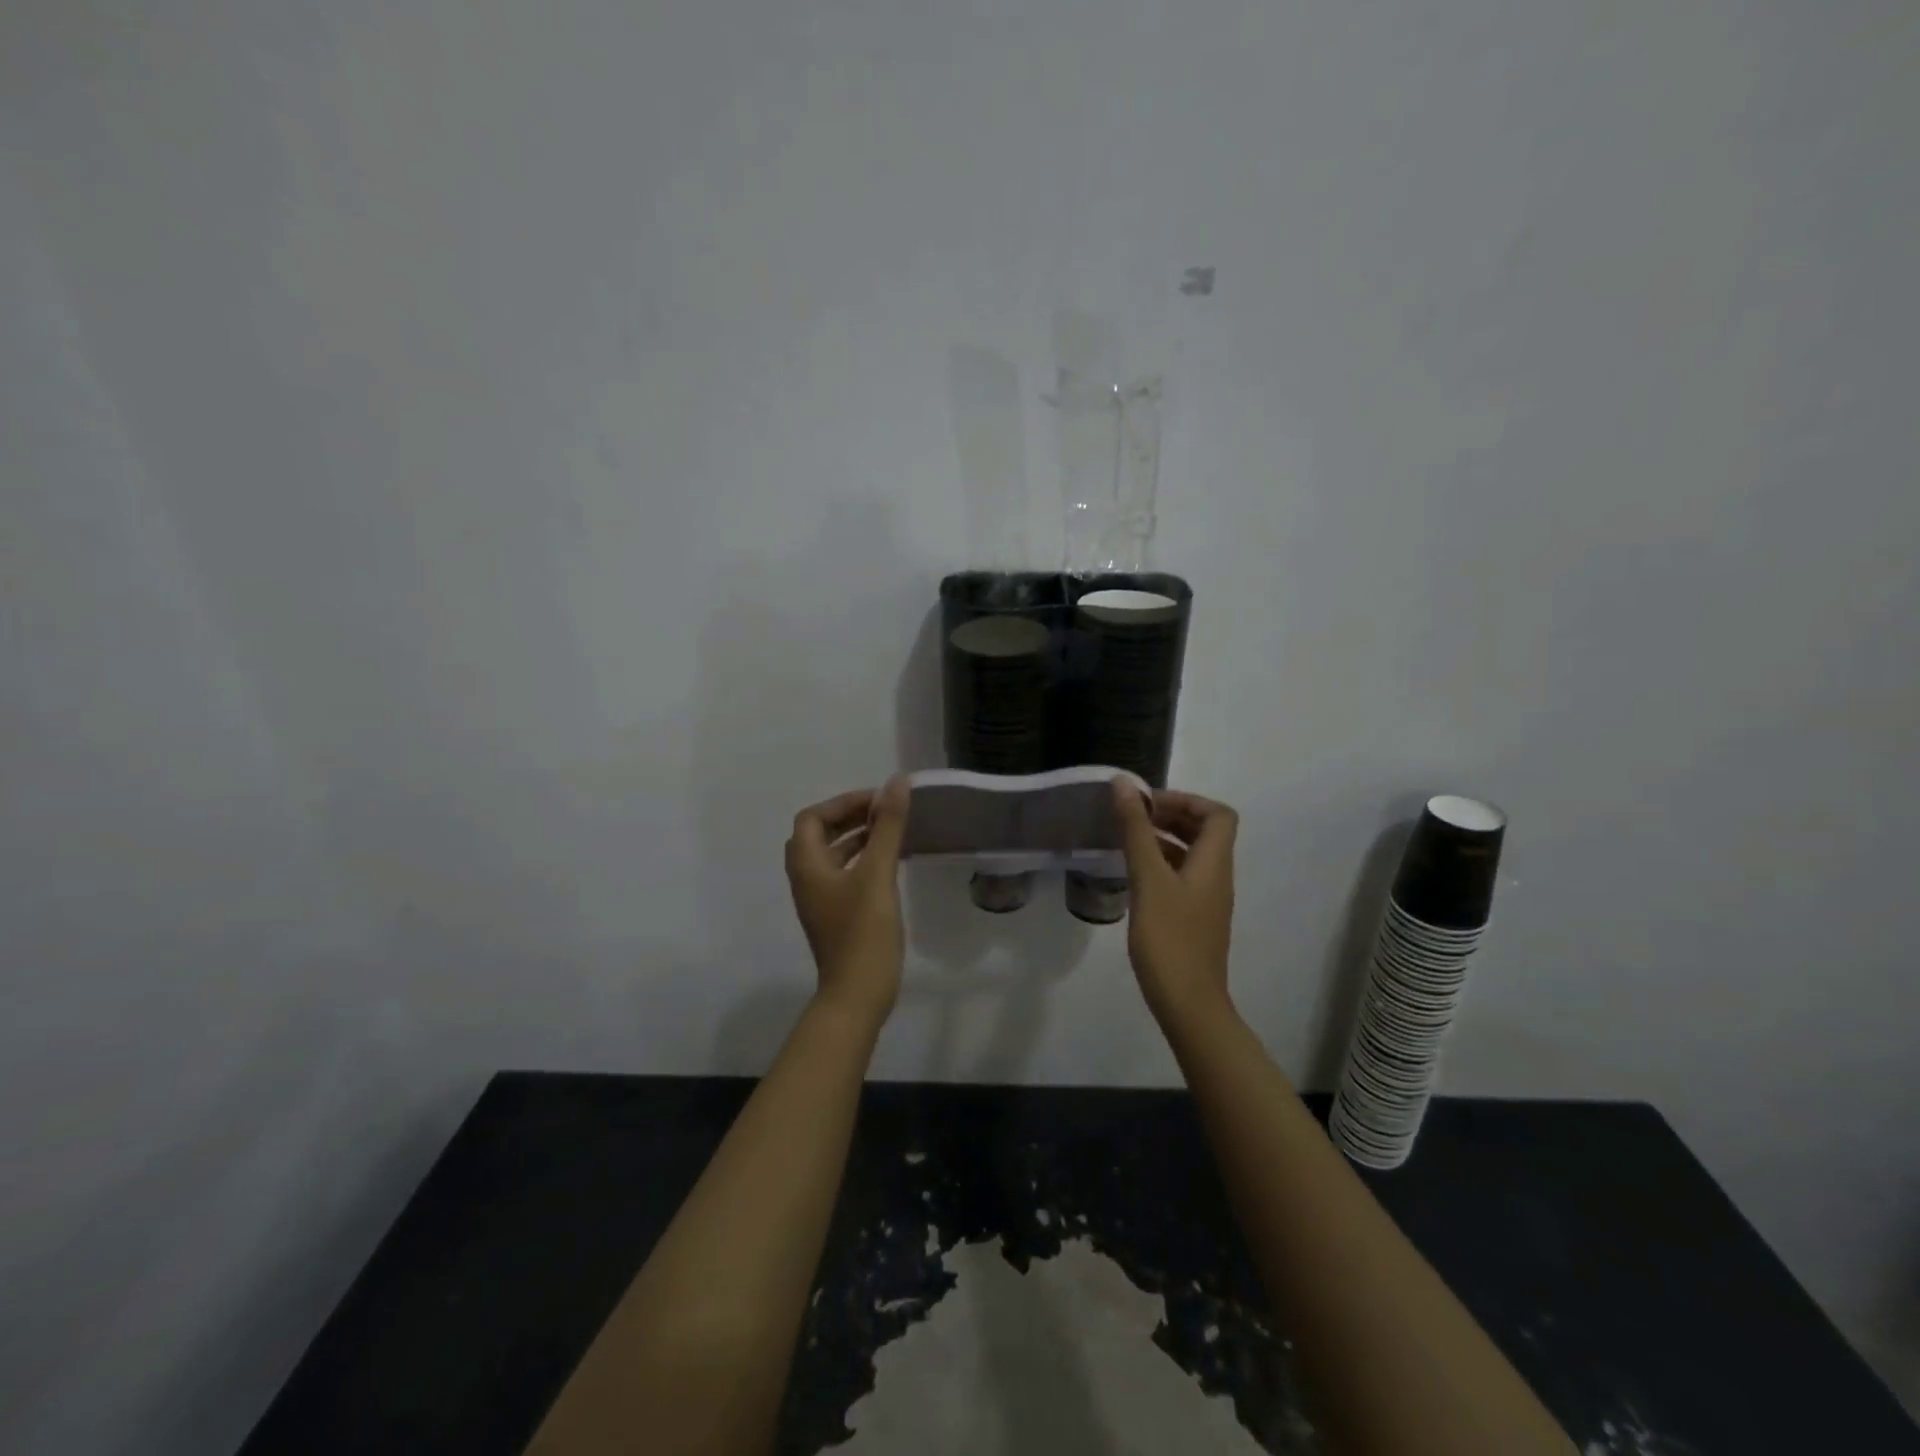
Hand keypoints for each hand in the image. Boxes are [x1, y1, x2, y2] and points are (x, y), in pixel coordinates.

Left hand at [785, 779, 909, 1025]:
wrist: (858, 994)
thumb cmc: (863, 932)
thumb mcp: (878, 874)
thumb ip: (887, 827)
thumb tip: (896, 783)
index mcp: (807, 866)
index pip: (812, 818)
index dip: (842, 803)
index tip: (878, 801)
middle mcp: (806, 879)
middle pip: (819, 834)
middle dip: (850, 817)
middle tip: (885, 812)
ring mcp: (819, 899)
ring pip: (832, 855)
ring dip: (857, 837)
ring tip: (891, 831)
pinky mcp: (835, 915)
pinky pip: (843, 874)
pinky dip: (862, 859)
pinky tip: (890, 863)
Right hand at [1113, 781, 1238, 1026]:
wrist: (1188, 1004)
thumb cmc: (1169, 938)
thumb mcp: (1148, 879)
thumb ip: (1136, 830)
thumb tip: (1124, 784)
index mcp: (1214, 862)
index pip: (1218, 814)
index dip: (1186, 800)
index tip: (1148, 803)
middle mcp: (1217, 876)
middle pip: (1205, 832)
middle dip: (1171, 816)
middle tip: (1132, 817)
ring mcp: (1207, 900)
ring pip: (1191, 855)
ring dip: (1164, 840)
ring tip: (1126, 841)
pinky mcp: (1195, 919)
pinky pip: (1182, 877)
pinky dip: (1161, 865)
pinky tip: (1133, 876)